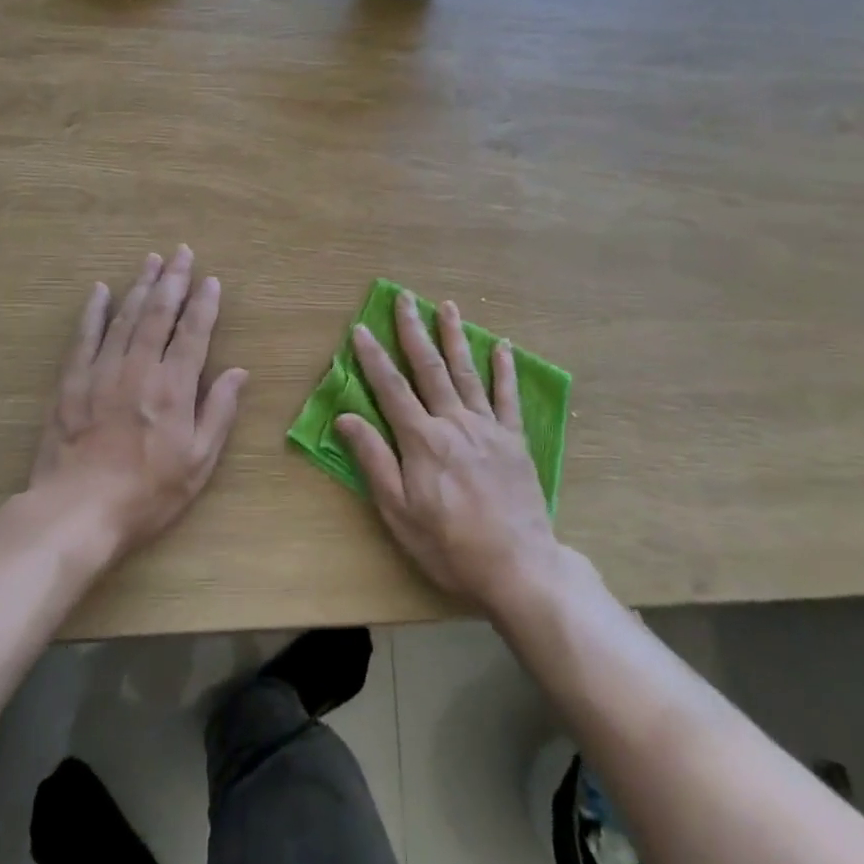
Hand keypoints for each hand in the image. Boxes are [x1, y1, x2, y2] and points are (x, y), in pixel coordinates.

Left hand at [28, 246, 247, 555]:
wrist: (77, 514)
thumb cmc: (147, 494)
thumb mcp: (198, 463)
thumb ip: (218, 412)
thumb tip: (240, 372)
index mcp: (174, 388)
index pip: (193, 333)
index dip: (204, 304)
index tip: (210, 280)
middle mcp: (139, 369)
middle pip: (158, 315)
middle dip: (172, 281)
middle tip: (181, 253)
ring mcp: (101, 373)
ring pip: (124, 318)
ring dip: (140, 287)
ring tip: (151, 261)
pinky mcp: (70, 383)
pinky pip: (83, 338)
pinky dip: (93, 312)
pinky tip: (100, 291)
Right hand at [338, 292, 560, 613]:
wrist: (517, 566)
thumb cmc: (449, 544)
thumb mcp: (399, 511)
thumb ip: (374, 460)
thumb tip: (346, 417)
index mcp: (421, 439)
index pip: (390, 388)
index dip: (373, 357)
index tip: (361, 328)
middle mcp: (453, 422)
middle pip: (429, 368)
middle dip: (413, 331)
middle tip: (404, 298)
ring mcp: (487, 427)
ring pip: (467, 371)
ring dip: (455, 337)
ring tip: (447, 306)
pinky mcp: (514, 439)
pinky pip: (508, 396)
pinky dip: (504, 369)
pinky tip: (502, 346)